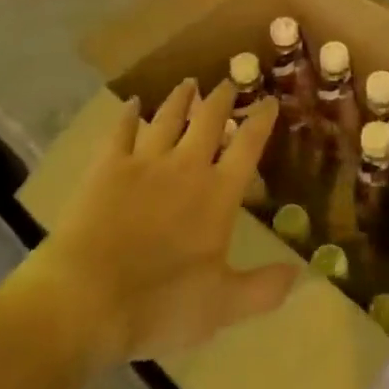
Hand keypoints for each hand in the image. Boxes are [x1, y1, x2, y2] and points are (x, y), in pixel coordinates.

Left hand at [28, 80, 298, 369]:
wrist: (85, 298)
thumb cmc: (159, 305)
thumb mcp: (221, 306)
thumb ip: (263, 289)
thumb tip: (302, 273)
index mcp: (217, 193)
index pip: (248, 146)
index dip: (262, 120)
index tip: (270, 100)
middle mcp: (186, 166)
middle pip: (209, 120)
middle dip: (222, 98)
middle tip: (229, 82)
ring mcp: (145, 161)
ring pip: (168, 117)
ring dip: (181, 98)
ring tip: (189, 83)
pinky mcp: (108, 166)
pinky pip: (122, 130)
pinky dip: (128, 115)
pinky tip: (133, 103)